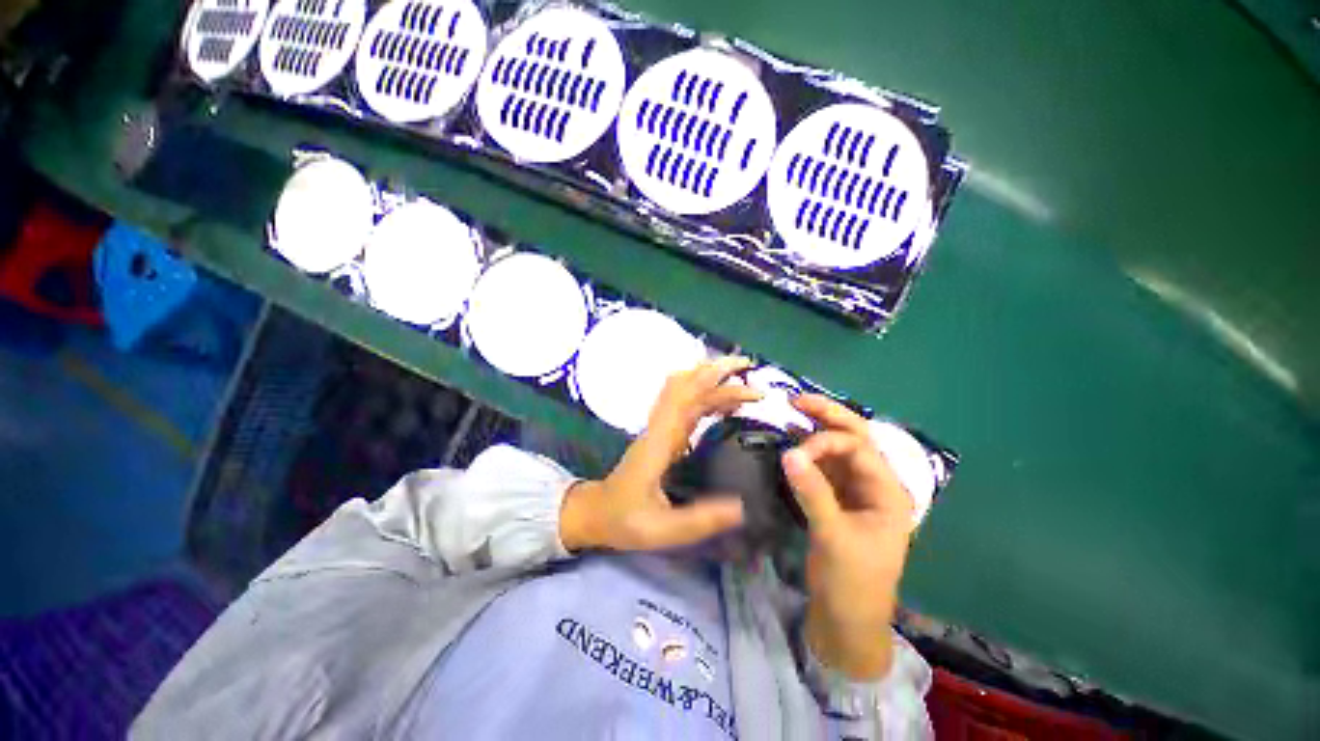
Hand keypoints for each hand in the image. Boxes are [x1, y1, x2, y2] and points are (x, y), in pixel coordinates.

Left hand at [559, 357, 762, 552]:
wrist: (593, 517)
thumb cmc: (624, 521)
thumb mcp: (663, 528)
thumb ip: (701, 519)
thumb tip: (742, 508)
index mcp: (659, 443)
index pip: (685, 397)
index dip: (713, 379)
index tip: (745, 374)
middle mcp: (659, 430)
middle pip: (687, 388)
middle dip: (721, 377)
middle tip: (758, 383)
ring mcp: (659, 433)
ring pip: (686, 395)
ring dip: (716, 386)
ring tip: (750, 392)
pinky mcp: (662, 441)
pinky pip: (686, 409)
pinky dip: (708, 400)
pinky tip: (727, 409)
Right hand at [782, 394, 915, 679]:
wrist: (849, 628)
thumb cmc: (852, 584)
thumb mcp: (834, 538)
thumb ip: (814, 493)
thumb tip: (790, 452)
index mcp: (888, 493)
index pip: (860, 449)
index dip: (829, 438)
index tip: (795, 449)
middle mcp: (876, 492)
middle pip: (854, 446)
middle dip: (828, 421)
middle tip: (793, 400)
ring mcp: (857, 505)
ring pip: (838, 463)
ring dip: (816, 444)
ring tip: (788, 423)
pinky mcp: (839, 519)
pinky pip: (826, 484)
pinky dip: (810, 470)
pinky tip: (791, 460)